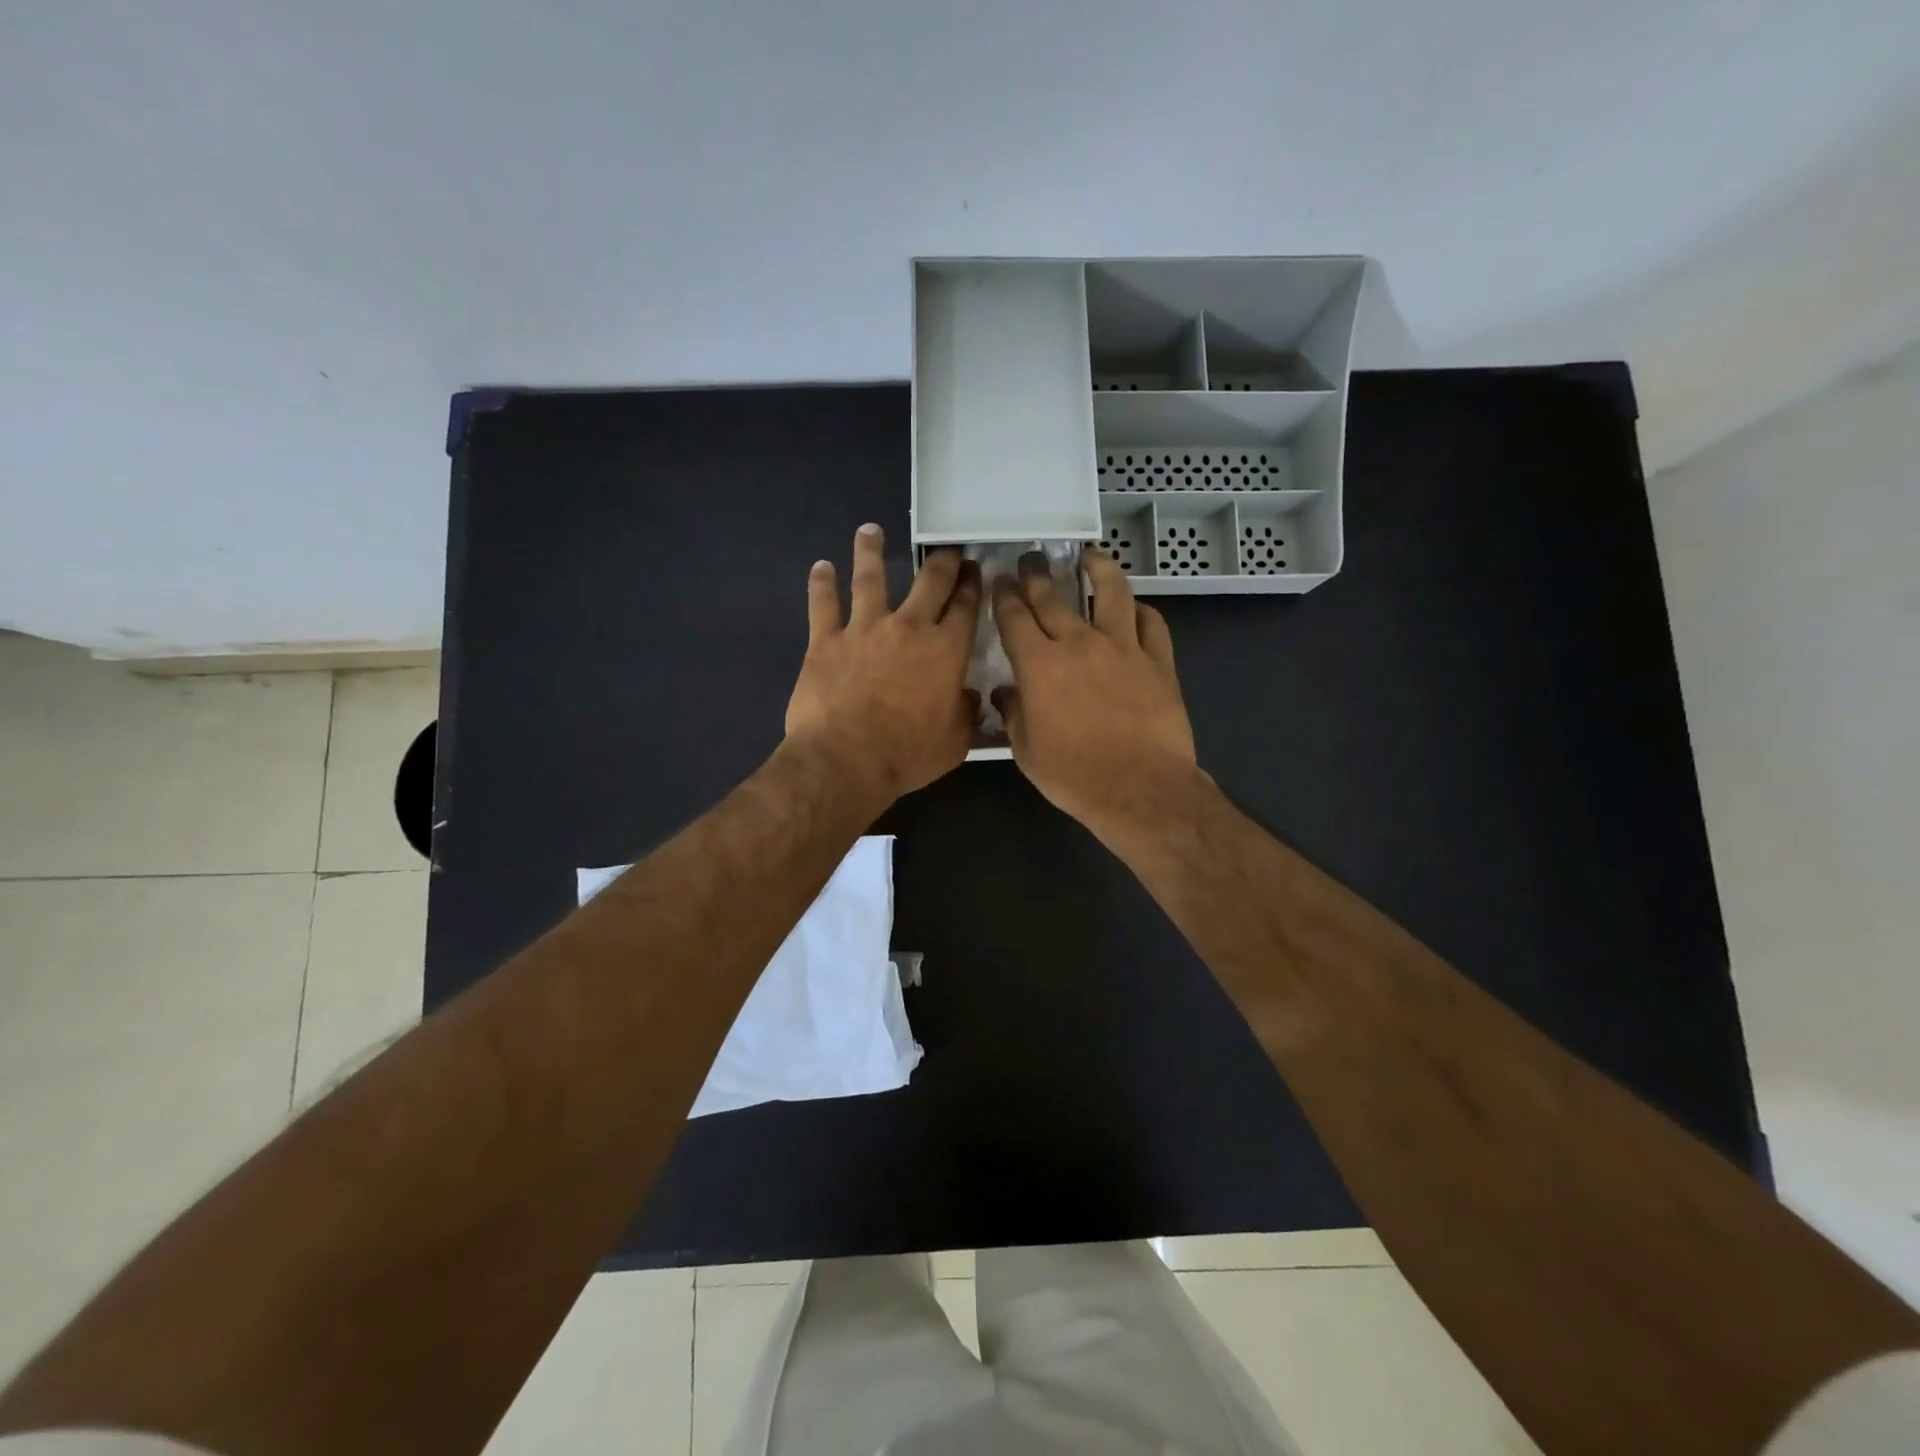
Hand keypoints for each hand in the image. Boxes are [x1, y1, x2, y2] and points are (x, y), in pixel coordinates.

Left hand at [784, 525, 981, 803]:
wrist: (846, 760)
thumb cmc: (907, 754)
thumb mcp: (955, 742)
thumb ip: (966, 714)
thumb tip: (969, 697)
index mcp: (946, 650)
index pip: (965, 606)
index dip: (972, 584)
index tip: (974, 570)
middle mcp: (908, 628)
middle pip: (929, 582)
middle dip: (941, 561)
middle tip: (945, 549)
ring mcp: (864, 629)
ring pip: (870, 578)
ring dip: (871, 551)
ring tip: (870, 530)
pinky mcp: (826, 640)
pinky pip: (823, 604)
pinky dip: (822, 584)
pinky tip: (821, 567)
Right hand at [991, 548, 1196, 834]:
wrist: (1139, 788)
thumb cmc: (1074, 775)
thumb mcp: (1027, 751)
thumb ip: (1014, 715)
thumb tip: (1005, 694)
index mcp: (1039, 665)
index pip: (1015, 617)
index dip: (1004, 596)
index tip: (1001, 581)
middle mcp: (1079, 644)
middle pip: (1054, 596)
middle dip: (1037, 574)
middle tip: (1031, 559)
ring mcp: (1123, 648)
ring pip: (1112, 593)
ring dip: (1098, 569)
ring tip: (1091, 557)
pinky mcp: (1158, 661)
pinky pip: (1152, 623)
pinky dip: (1141, 611)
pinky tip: (1135, 608)